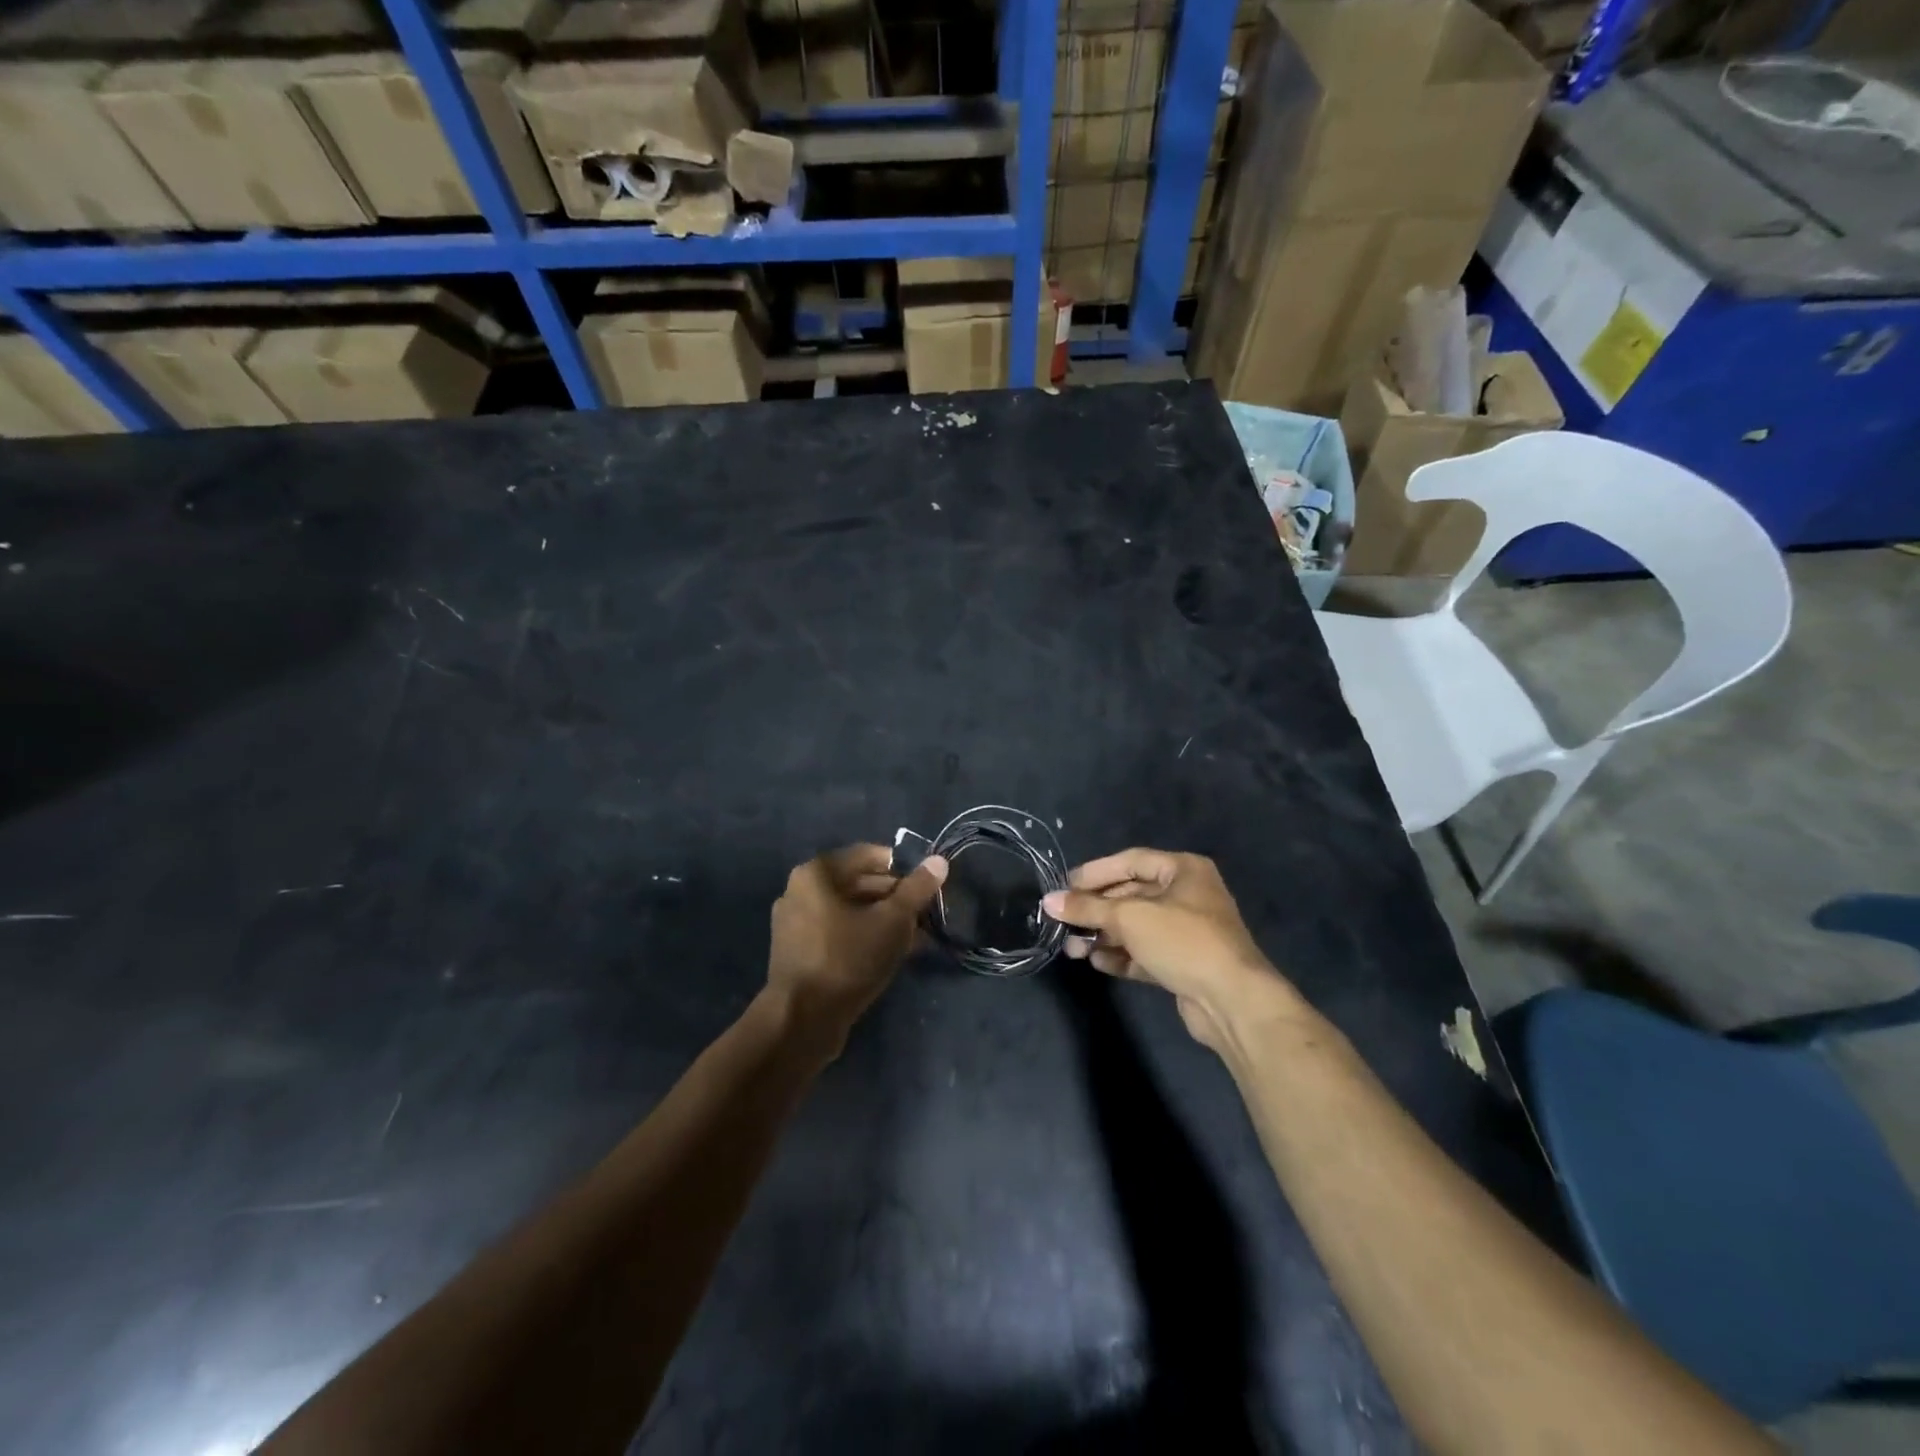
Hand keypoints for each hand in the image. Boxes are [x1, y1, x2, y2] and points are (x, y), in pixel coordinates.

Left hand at [768, 844, 947, 1048]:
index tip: (928, 885)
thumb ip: (916, 889)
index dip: (902, 867)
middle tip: (926, 914)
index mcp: (816, 874)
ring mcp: (796, 923)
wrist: (802, 1021)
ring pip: (850, 911)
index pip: (868, 855)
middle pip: (858, 883)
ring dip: (884, 920)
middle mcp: (800, 891)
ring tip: (916, 937)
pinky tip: (893, 954)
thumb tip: (939, 861)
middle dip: (895, 897)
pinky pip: (838, 932)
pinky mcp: (798, 952)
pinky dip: (865, 936)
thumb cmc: (848, 959)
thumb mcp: (892, 921)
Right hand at [1043, 849, 1295, 1051]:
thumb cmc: (1182, 941)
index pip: (1130, 861)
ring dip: (1103, 935)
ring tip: (1074, 948)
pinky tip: (1097, 962)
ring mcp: (1187, 931)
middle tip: (1064, 921)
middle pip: (1130, 895)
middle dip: (1096, 910)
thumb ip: (1088, 908)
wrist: (1232, 1001)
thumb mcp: (1130, 917)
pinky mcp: (1183, 963)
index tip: (1064, 886)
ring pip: (1135, 926)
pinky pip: (1144, 952)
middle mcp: (1187, 895)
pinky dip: (1121, 955)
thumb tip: (1049, 901)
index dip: (1095, 872)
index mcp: (1183, 870)